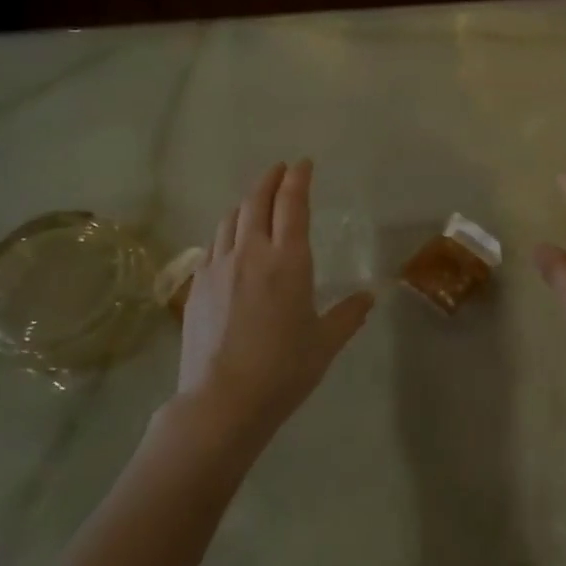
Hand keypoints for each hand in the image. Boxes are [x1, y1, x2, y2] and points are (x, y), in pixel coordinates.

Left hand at [177, 160, 373, 433]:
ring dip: (246, 203)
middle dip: (270, 180)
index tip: (303, 164)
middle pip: (257, 201)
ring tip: (256, 202)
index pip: (292, 204)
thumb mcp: (324, 343)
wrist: (222, 401)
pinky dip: (227, 231)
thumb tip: (368, 298)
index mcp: (288, 261)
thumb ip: (348, 315)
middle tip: (280, 170)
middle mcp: (251, 253)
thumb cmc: (283, 370)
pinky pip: (213, 244)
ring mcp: (218, 267)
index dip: (298, 179)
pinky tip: (230, 242)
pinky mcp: (196, 285)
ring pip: (230, 219)